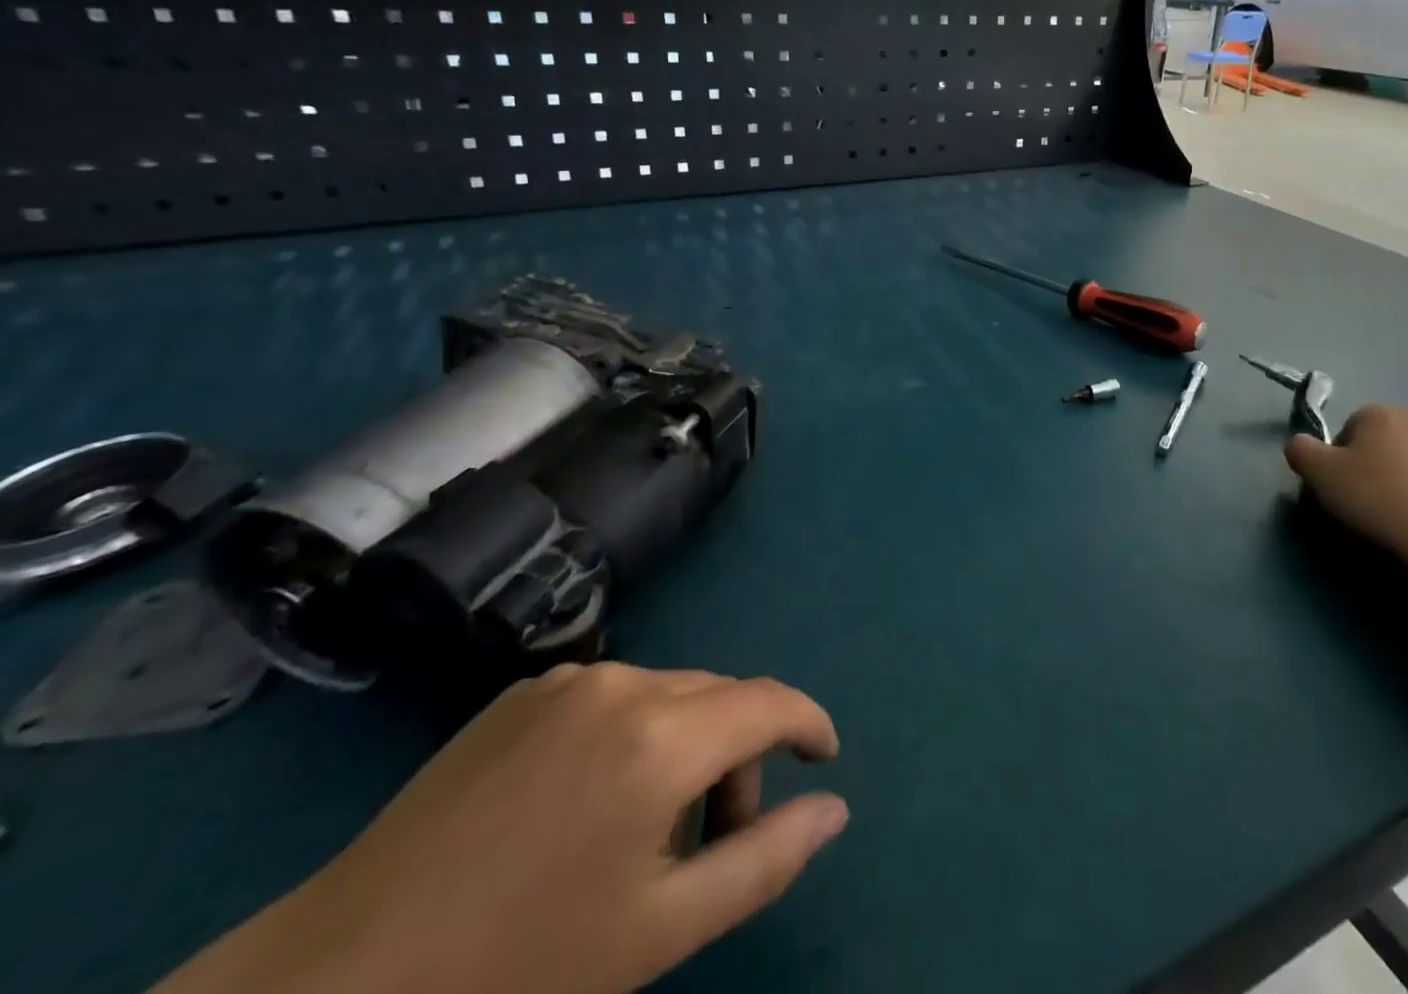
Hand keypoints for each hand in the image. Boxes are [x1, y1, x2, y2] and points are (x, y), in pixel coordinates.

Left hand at [155, 664, 846, 993]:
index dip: (807, 724)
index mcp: (661, 738)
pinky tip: (588, 803)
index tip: (823, 758)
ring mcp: (567, 680)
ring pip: (668, 692)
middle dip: (741, 753)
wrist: (338, 980)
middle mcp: (624, 682)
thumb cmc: (517, 969)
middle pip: (719, 697)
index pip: (769, 702)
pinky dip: (634, 732)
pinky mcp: (522, 690)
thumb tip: (834, 806)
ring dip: (687, 743)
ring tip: (649, 828)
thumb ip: (764, 859)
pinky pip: (611, 695)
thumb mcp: (660, 931)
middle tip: (721, 835)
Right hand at [1284, 404, 1407, 584]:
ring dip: (1392, 484)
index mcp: (1382, 413)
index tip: (1336, 485)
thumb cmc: (1375, 499)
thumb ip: (1299, 449)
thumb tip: (1302, 446)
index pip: (1345, 429)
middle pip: (1375, 445)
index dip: (1335, 458)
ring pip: (1402, 465)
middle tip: (1357, 501)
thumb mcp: (1317, 471)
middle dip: (1364, 468)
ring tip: (1385, 517)